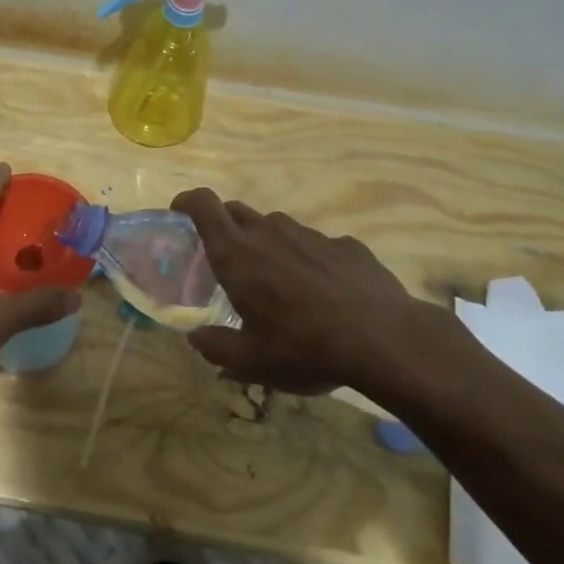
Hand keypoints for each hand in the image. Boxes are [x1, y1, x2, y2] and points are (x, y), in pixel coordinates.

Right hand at [170, 188, 449, 397]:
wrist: (385, 341)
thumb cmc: (304, 347)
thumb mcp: (251, 361)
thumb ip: (215, 347)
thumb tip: (196, 339)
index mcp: (237, 254)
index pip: (202, 204)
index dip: (186, 201)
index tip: (178, 214)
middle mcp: (269, 233)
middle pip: (234, 210)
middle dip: (221, 225)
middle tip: (222, 258)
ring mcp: (310, 235)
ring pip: (274, 225)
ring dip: (264, 242)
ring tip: (274, 279)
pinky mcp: (345, 244)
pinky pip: (314, 243)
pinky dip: (305, 258)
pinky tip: (320, 290)